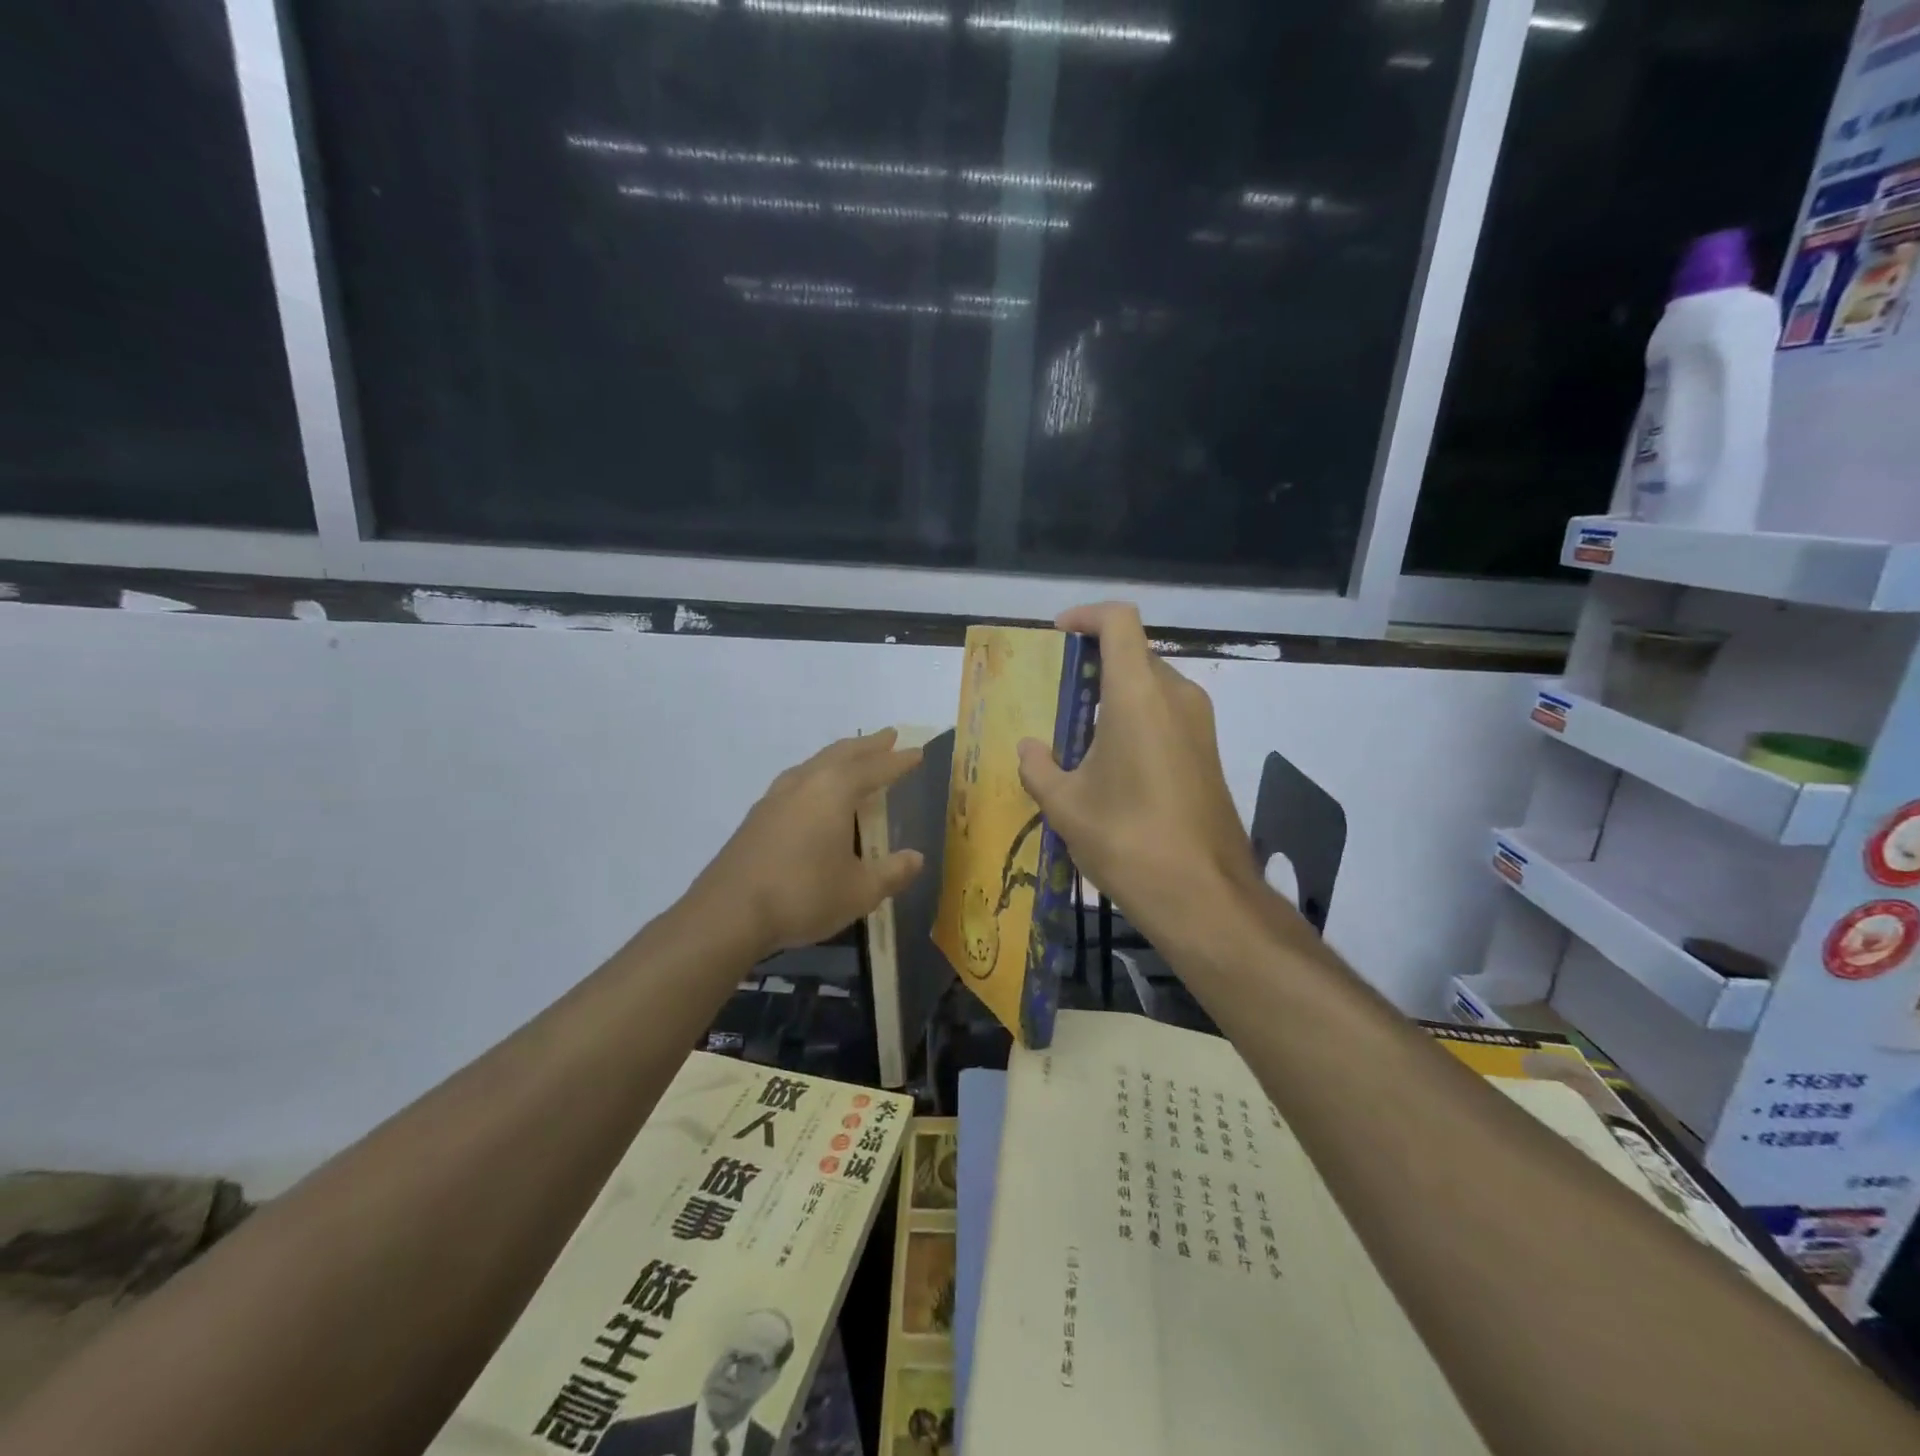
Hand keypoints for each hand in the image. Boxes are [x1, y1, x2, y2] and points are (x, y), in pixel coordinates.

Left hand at [692, 730, 926, 954]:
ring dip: (839, 757)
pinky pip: (796, 782)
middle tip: (888, 736)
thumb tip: (916, 858)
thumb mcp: (859, 891)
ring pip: (814, 764)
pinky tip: (813, 794)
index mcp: (834, 791)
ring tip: (852, 759)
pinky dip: (816, 776)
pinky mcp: (757, 817)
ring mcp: (775, 798)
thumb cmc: (803, 895)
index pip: (875, 768)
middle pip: (841, 754)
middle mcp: (804, 783)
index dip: (898, 761)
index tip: (917, 752)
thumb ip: (891, 872)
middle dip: (868, 746)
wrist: (728, 914)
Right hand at [1016, 603, 1259, 942]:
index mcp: (1138, 694)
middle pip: (1134, 652)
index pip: (1119, 621)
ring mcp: (1199, 723)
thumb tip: (1029, 748)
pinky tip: (1110, 761)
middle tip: (1057, 694)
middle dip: (1093, 662)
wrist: (1203, 894)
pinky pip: (1166, 713)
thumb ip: (1038, 767)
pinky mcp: (1208, 751)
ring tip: (1077, 731)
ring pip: (1151, 684)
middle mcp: (1177, 696)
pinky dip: (1135, 717)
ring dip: (1114, 693)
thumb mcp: (1065, 805)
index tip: (1057, 636)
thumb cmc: (1127, 839)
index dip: (1086, 616)